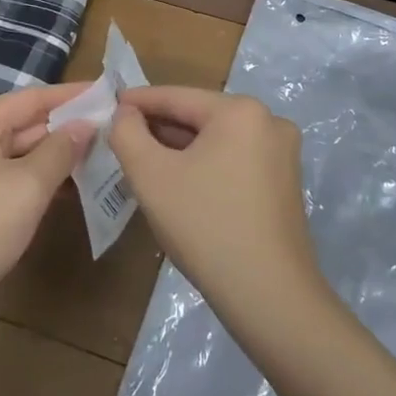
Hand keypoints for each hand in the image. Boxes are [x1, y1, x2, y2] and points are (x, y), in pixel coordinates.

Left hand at [0, 84, 94, 327]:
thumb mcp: (27, 187)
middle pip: (21, 126)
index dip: (71, 96)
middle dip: (65, 129)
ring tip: (98, 157)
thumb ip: (60, 150)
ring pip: (15, 157)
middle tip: (111, 129)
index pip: (30, 99)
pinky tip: (66, 191)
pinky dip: (35, 183)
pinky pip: (6, 182)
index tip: (107, 92)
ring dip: (53, 158)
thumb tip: (85, 125)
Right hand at [110, 87, 327, 334]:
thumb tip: (125, 113)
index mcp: (241, 111)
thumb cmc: (206, 227)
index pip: (178, 97)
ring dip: (181, 149)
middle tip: (123, 138)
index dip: (139, 101)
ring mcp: (282, 154)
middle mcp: (269, 121)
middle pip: (200, 117)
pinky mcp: (285, 184)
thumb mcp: (151, 177)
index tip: (109, 104)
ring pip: (217, 141)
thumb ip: (128, 134)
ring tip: (145, 161)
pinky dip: (205, 166)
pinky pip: (234, 161)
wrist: (270, 298)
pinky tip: (181, 185)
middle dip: (160, 128)